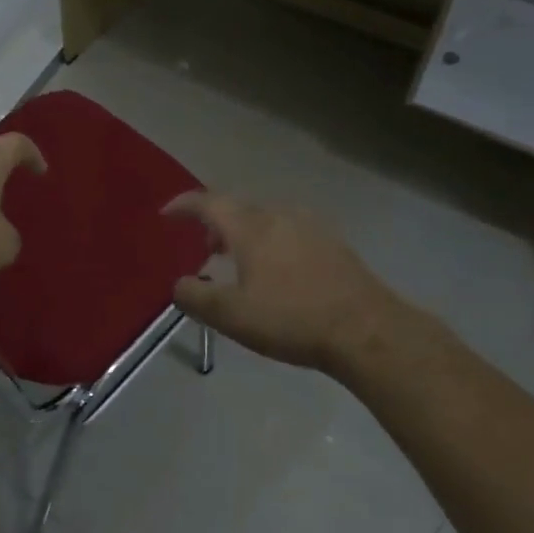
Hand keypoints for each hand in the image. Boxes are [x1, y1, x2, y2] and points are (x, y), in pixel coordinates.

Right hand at [165, 192, 408, 372]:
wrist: (367, 330)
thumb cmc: (292, 319)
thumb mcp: (231, 315)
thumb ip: (195, 296)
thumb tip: (179, 284)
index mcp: (250, 227)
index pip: (208, 202)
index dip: (183, 205)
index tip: (167, 214)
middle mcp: (279, 215)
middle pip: (238, 207)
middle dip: (214, 222)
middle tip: (204, 247)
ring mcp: (310, 226)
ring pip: (266, 217)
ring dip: (244, 232)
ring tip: (238, 260)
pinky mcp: (333, 242)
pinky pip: (289, 229)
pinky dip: (271, 239)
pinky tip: (277, 269)